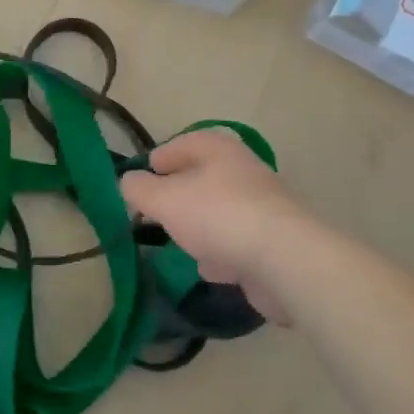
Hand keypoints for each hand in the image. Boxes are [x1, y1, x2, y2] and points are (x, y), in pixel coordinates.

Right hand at [120, 129, 316, 322]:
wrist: (285, 261)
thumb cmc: (217, 216)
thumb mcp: (163, 199)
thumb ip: (138, 189)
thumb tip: (128, 182)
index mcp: (219, 150)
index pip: (182, 143)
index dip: (159, 159)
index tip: (141, 179)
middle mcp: (244, 171)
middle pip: (202, 179)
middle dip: (178, 197)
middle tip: (155, 213)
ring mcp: (263, 207)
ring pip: (220, 212)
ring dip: (201, 227)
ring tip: (180, 243)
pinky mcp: (275, 242)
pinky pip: (238, 242)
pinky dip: (223, 253)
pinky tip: (211, 269)